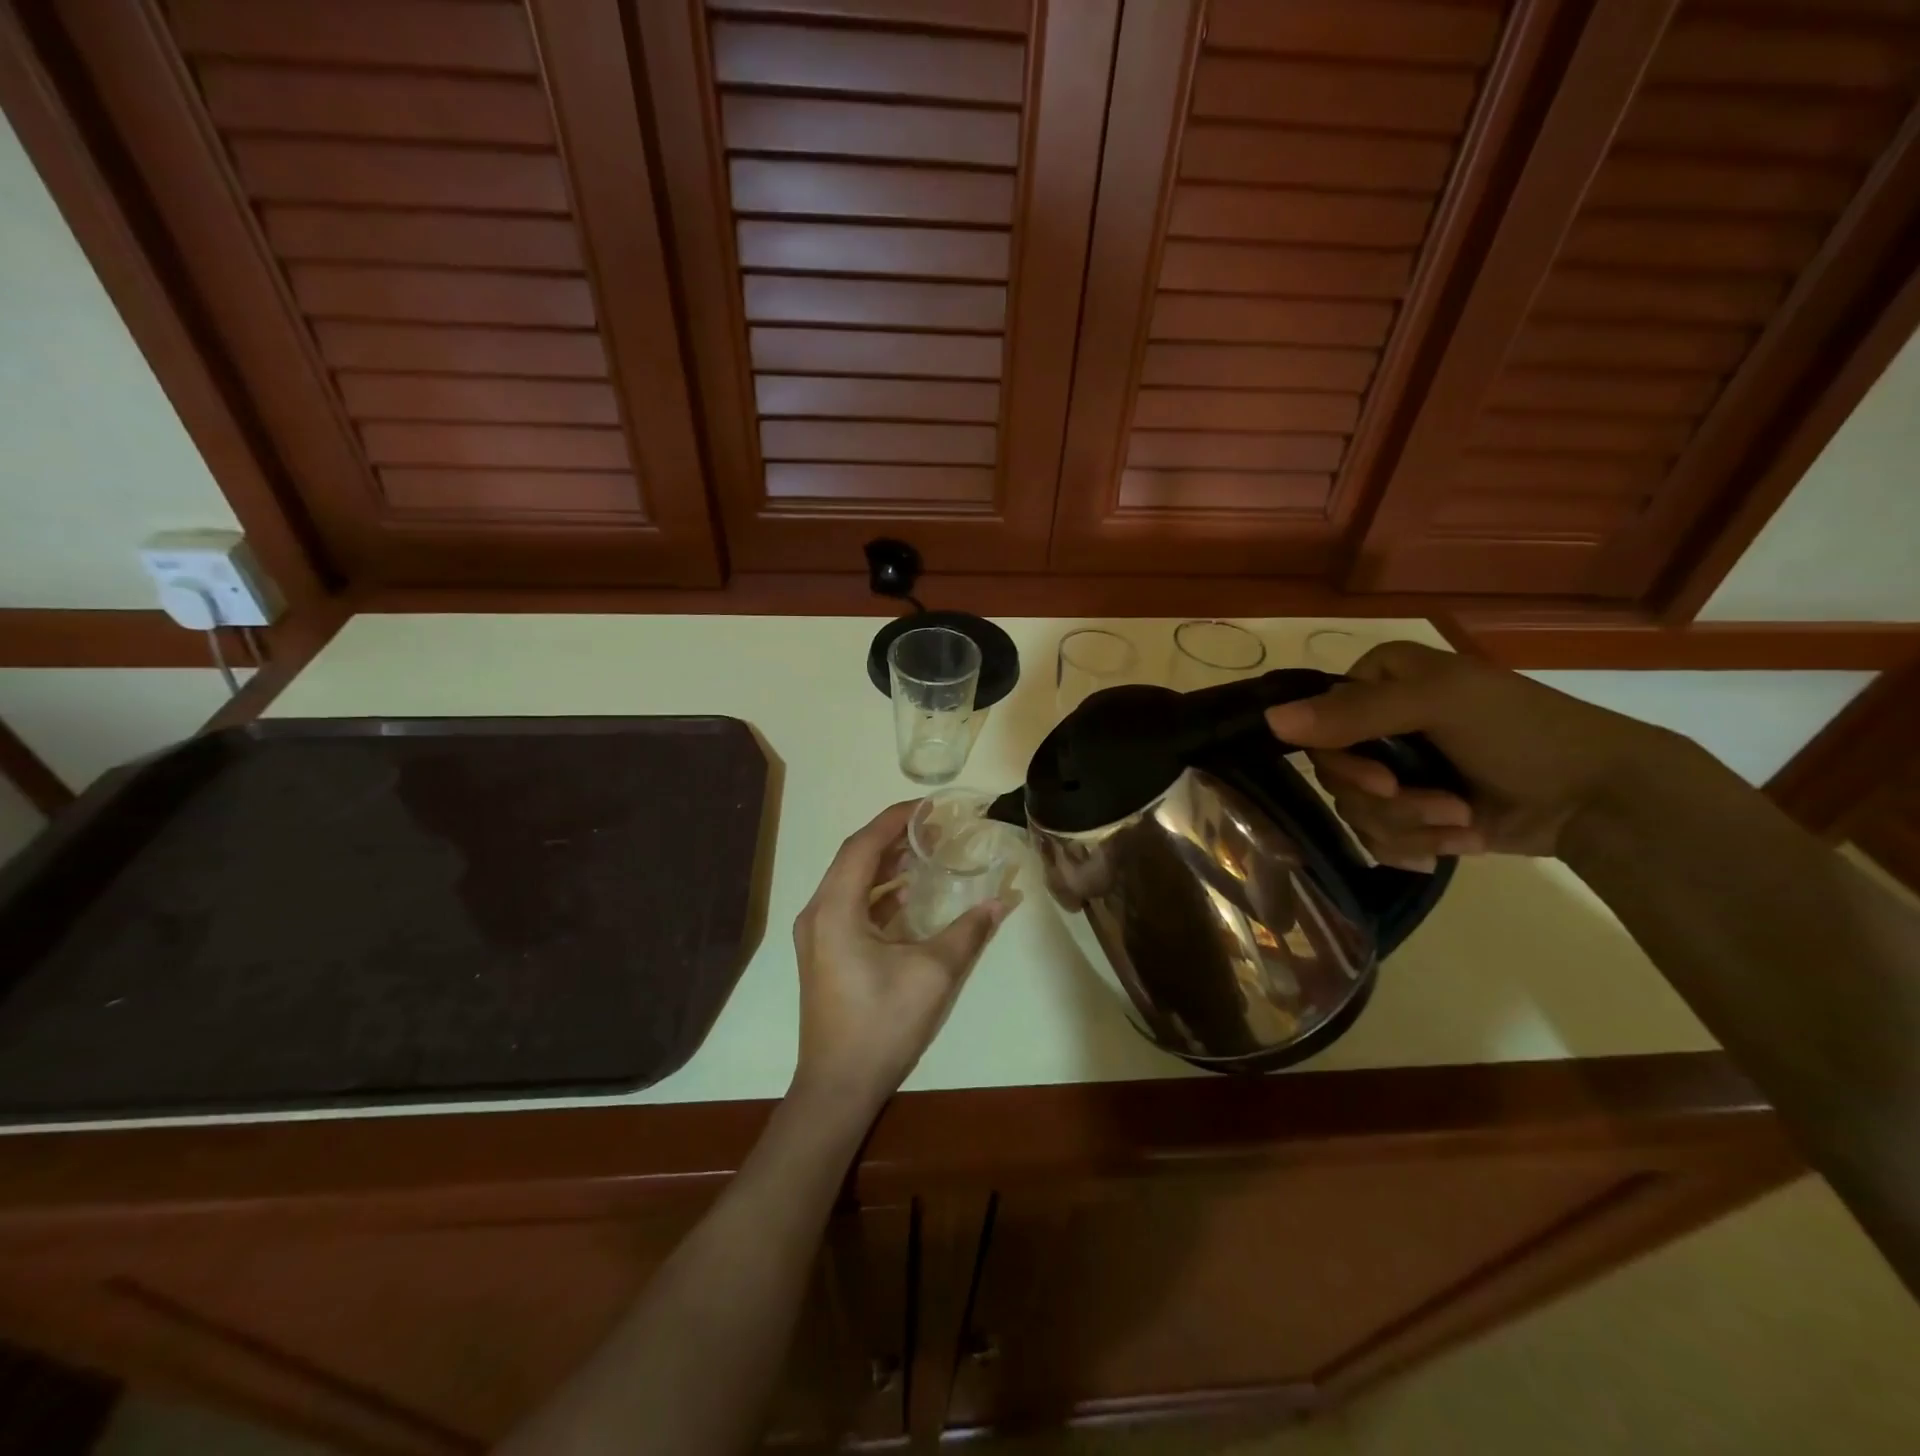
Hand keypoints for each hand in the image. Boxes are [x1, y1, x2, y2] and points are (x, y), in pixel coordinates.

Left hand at [790, 801, 1012, 1117]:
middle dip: (892, 838)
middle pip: (854, 859)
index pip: (862, 846)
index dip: (893, 819)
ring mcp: (816, 935)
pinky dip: (878, 892)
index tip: (927, 806)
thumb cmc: (881, 1024)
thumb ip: (968, 932)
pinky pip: (850, 905)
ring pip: (850, 882)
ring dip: (885, 864)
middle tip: (933, 827)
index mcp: (834, 910)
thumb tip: (1002, 900)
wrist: (837, 1087)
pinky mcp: (823, 953)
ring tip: (925, 852)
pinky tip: (907, 895)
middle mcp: (818, 914)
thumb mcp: (933, 974)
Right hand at [1263, 641, 1675, 869]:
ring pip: (1354, 810)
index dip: (1341, 758)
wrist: (1600, 798)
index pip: (1316, 721)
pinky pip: (1377, 838)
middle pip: (1333, 773)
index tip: (1383, 781)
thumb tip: (1270, 721)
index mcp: (1378, 681)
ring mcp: (1394, 770)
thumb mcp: (1440, 704)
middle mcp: (1376, 722)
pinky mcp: (1412, 812)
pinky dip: (1419, 846)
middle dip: (1388, 800)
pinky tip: (1461, 841)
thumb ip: (1355, 712)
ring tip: (1463, 823)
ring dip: (1411, 825)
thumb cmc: (1524, 732)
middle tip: (1439, 804)